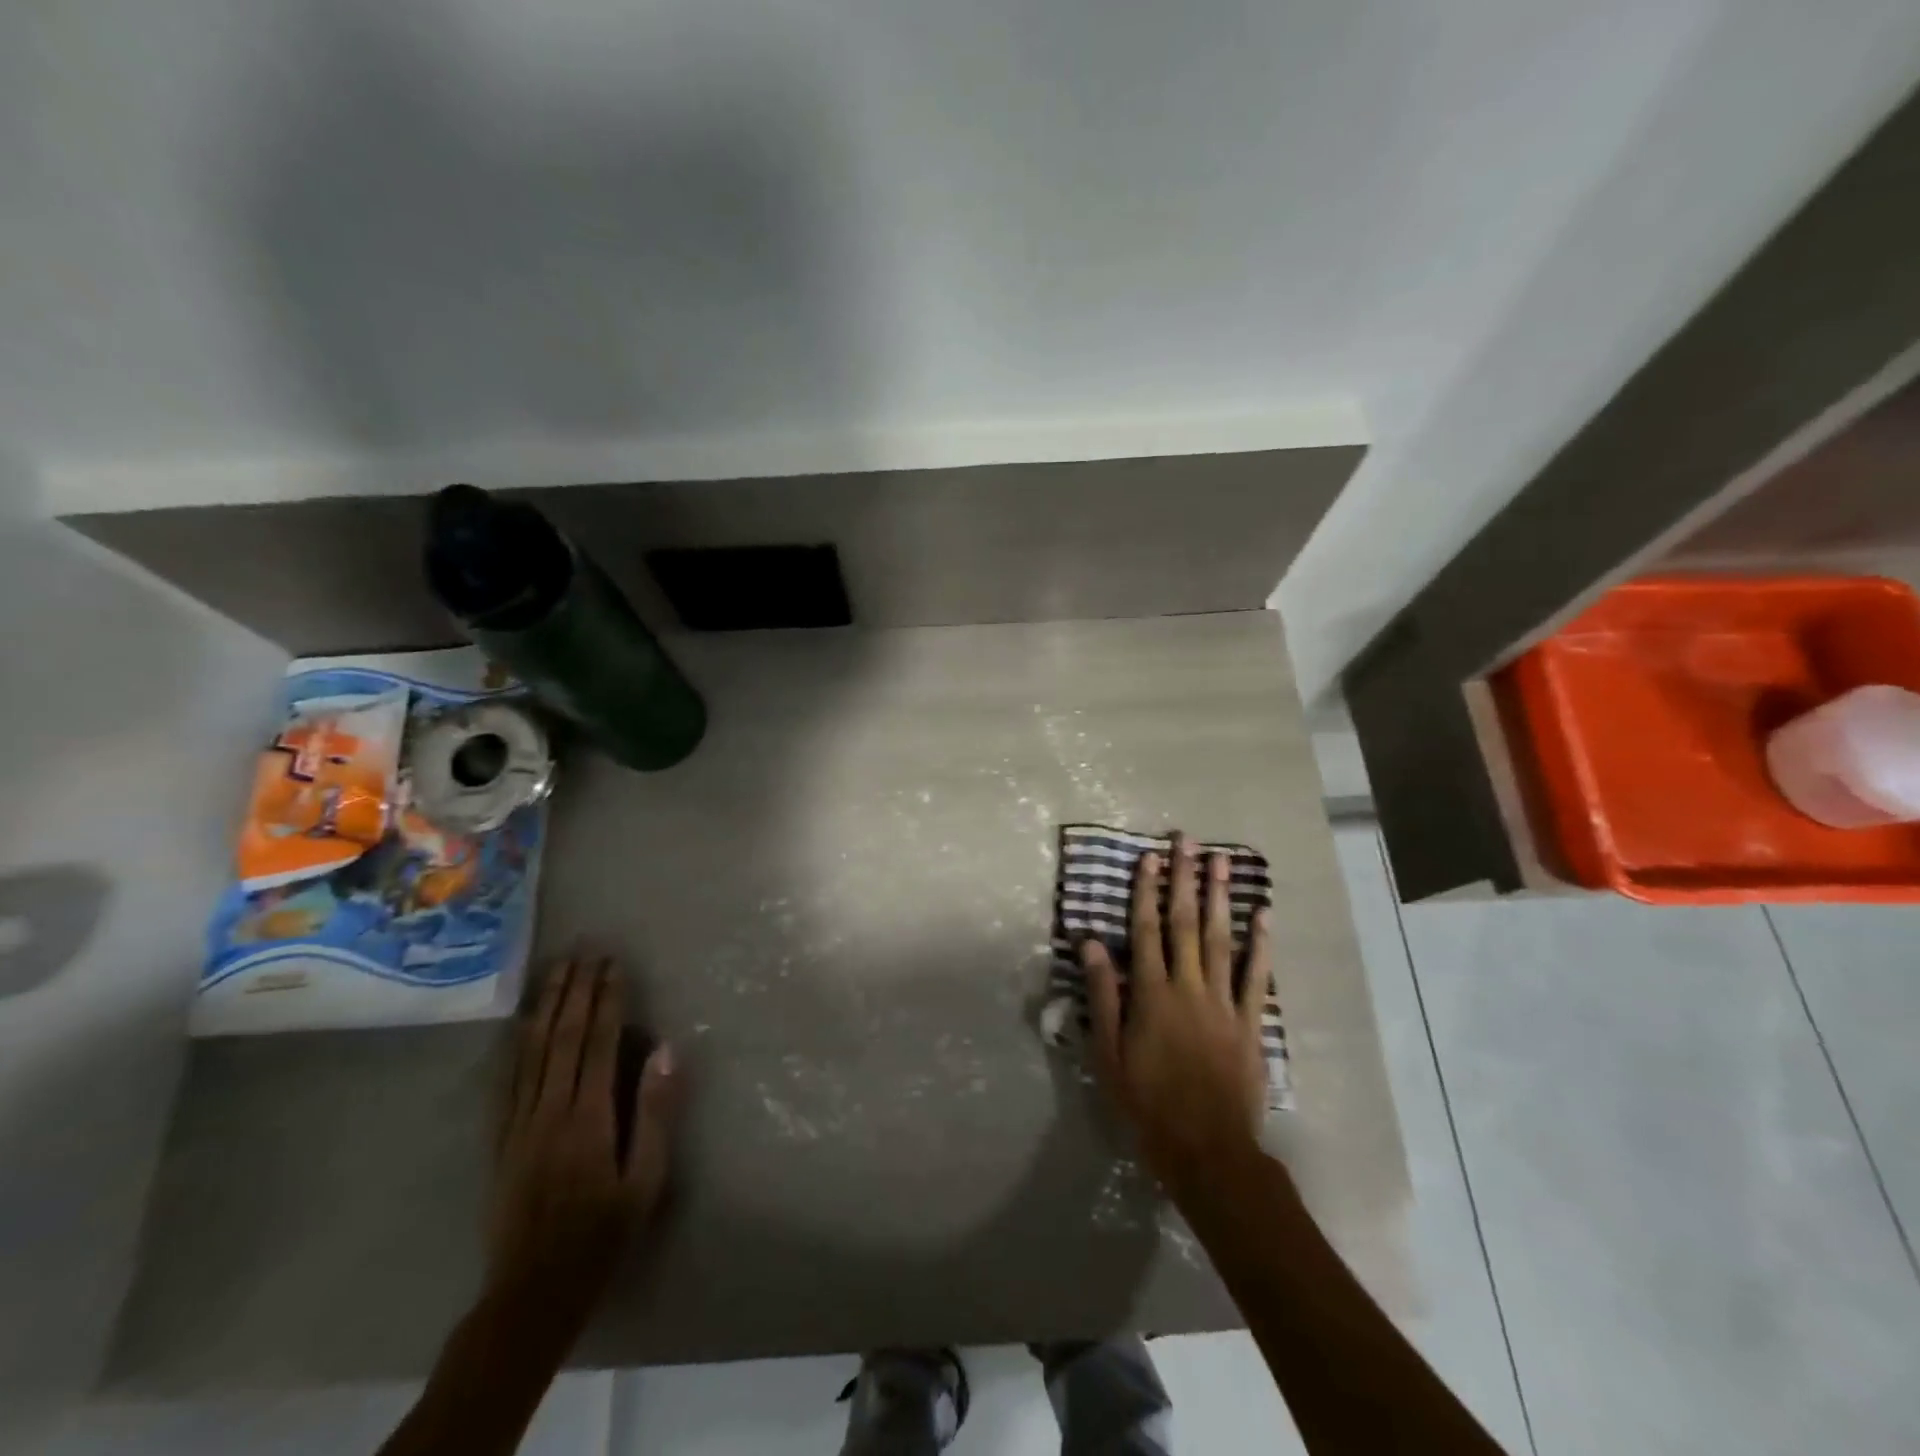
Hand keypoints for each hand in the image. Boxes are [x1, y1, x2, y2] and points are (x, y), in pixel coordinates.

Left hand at [487, 955, 680, 1339]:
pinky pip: (508, 1078)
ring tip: (557, 969)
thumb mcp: (645, 1181)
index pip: (599, 1042)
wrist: (531, 1293)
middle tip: (587, 950)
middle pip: (562, 1036)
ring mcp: (518, 1123)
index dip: (607, 999)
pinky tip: (523, 1021)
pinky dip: (517, 1041)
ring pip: (531, 1049)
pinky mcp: (501, 1138)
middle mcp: (549, 1110)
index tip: (614, 964)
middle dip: (576, 989)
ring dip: (546, 1004)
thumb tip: (665, 1050)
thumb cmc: (601, 1235)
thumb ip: (656, 1113)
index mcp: (588, 1118)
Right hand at [1082, 832, 1271, 1193]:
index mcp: (1151, 994)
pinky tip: (1262, 914)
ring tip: (1220, 861)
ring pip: (1221, 939)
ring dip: (1219, 897)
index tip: (1149, 858)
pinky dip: (1261, 944)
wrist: (1207, 1149)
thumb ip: (1104, 995)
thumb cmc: (1147, 1103)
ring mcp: (1223, 1002)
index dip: (1146, 891)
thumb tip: (1091, 944)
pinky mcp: (1250, 1022)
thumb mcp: (1108, 1053)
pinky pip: (1257, 976)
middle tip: (1186, 840)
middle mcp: (1188, 986)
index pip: (1146, 930)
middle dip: (1184, 879)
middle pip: (1185, 923)